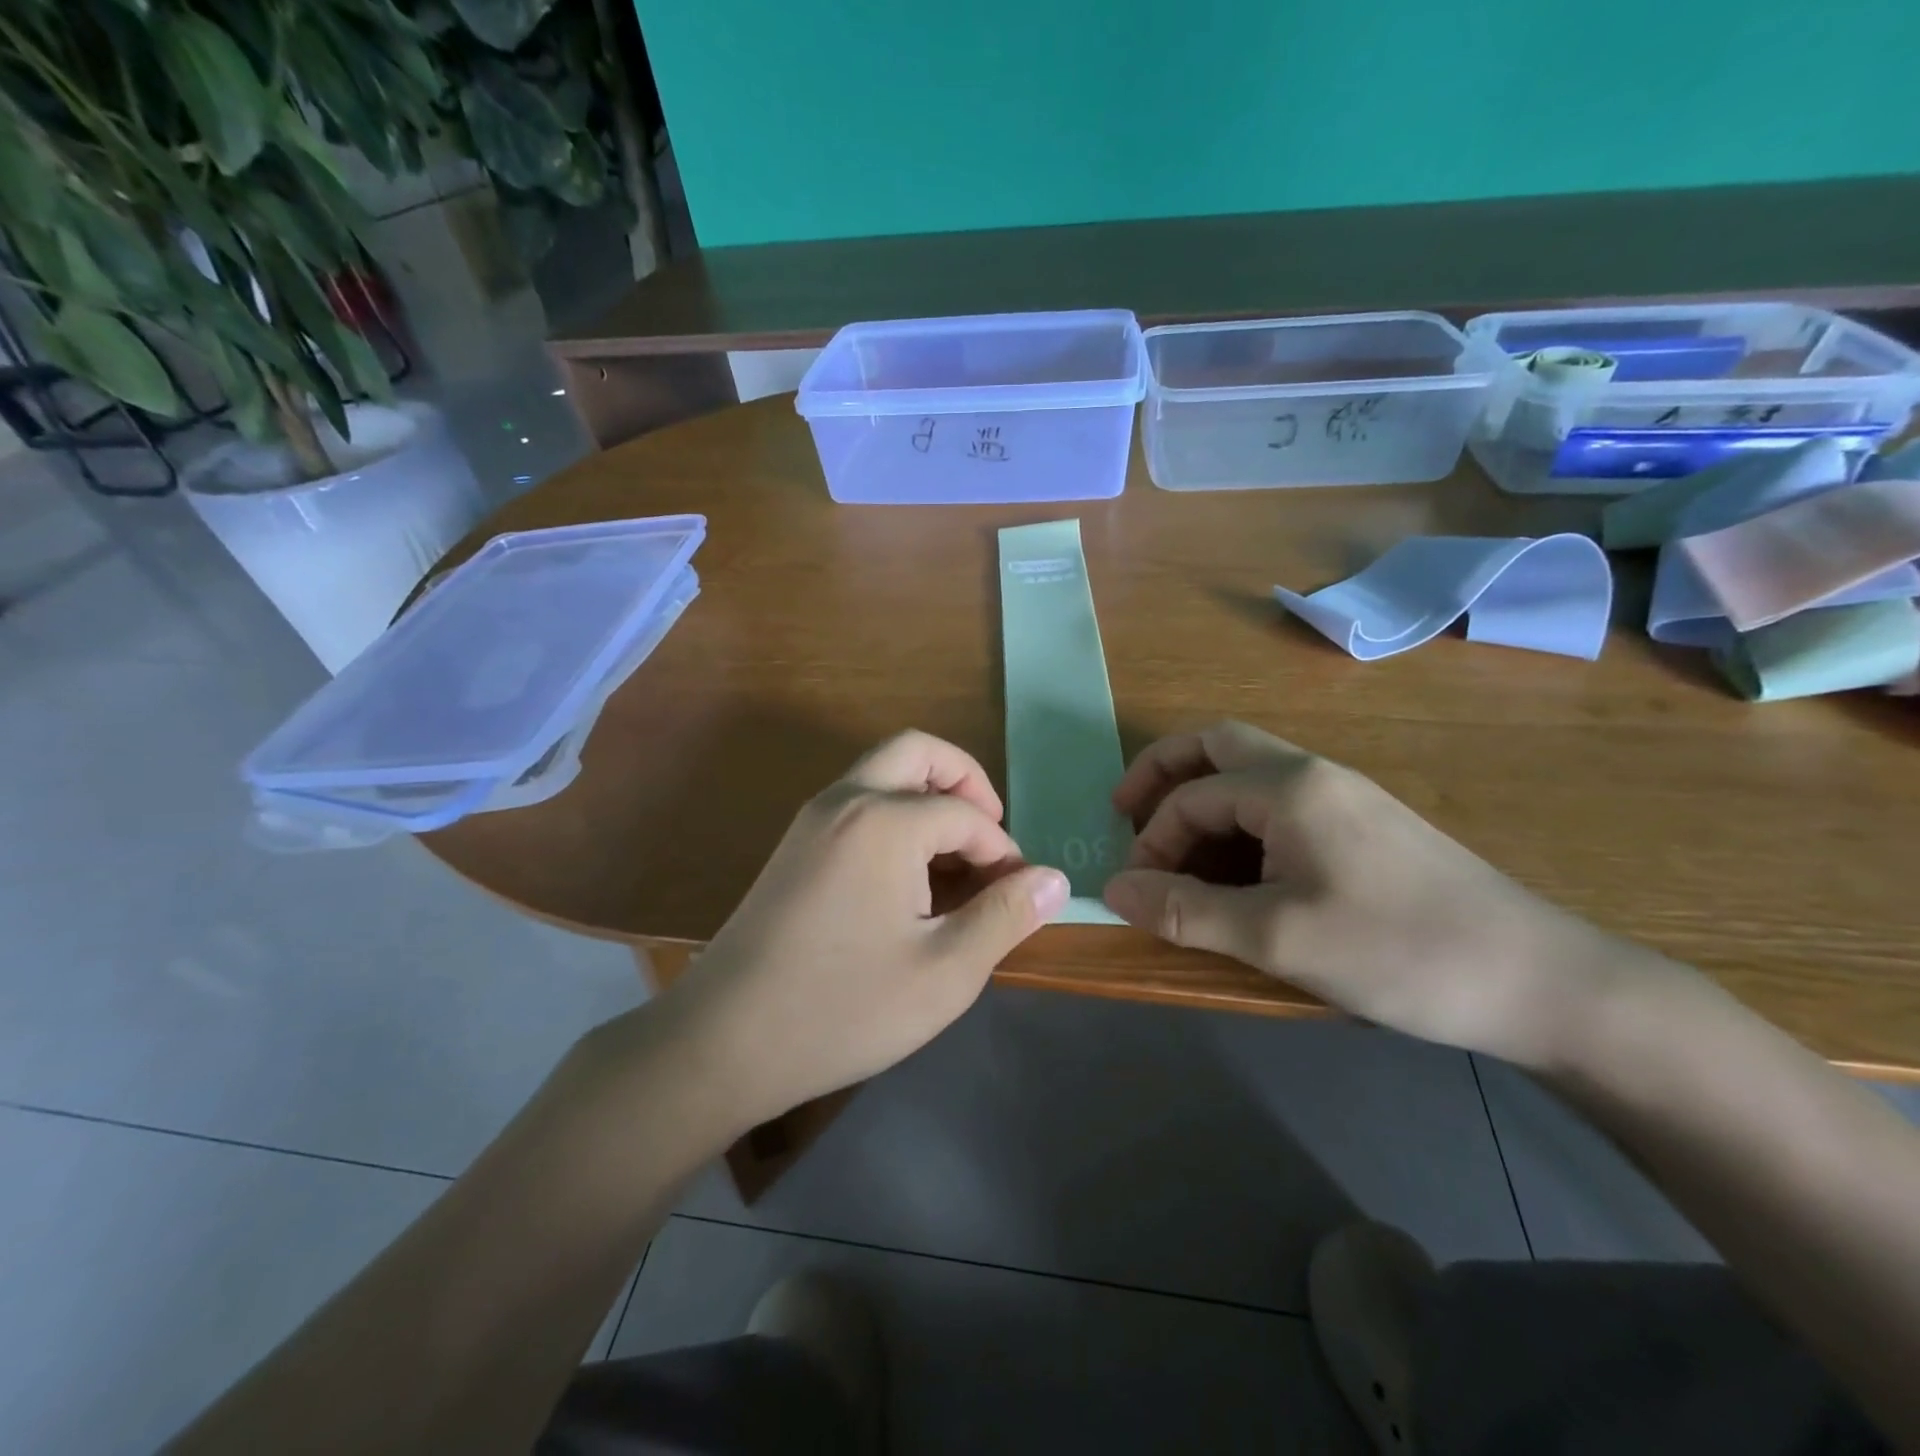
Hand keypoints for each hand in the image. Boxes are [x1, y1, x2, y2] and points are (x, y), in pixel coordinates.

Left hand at [663, 731, 1068, 1127]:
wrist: (721, 1042)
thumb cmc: (843, 1008)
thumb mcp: (944, 972)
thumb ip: (1005, 916)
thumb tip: (1054, 879)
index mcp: (884, 820)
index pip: (967, 815)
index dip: (1003, 852)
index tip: (1016, 897)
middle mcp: (845, 800)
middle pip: (917, 752)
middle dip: (965, 783)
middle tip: (990, 837)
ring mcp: (811, 820)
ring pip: (883, 774)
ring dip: (928, 799)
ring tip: (955, 866)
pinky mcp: (793, 847)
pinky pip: (857, 804)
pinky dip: (895, 818)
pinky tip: (907, 882)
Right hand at [1101, 721, 1633, 1062]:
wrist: (1539, 980)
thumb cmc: (1399, 951)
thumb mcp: (1278, 937)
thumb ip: (1186, 910)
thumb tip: (1111, 889)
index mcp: (1288, 786)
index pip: (1191, 794)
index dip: (1152, 840)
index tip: (1139, 893)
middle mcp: (1313, 773)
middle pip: (1216, 745)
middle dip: (1162, 773)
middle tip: (1127, 813)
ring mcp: (1344, 795)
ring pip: (1249, 773)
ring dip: (1201, 798)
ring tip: (1177, 851)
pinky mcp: (1365, 825)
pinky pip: (1280, 803)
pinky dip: (1238, 822)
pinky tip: (1241, 870)